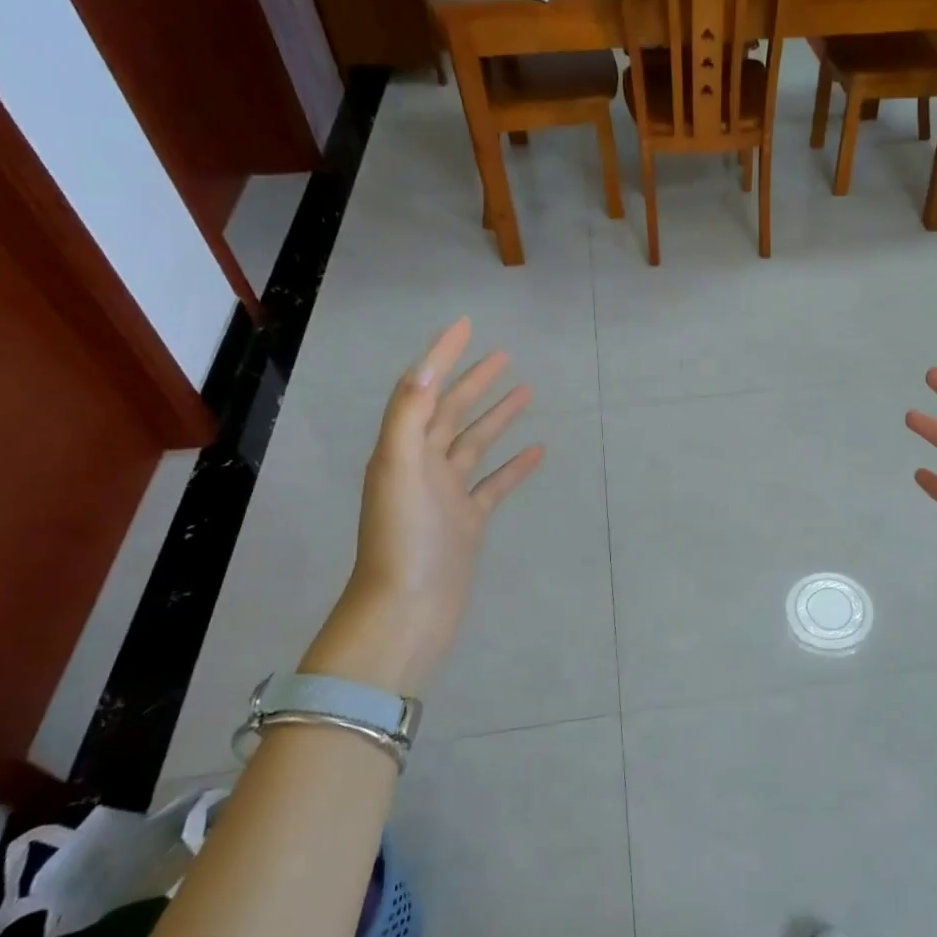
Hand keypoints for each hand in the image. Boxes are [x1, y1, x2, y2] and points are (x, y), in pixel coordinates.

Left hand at [302, 318, 543, 694]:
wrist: (407, 611)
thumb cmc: (403, 539)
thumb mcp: (399, 469)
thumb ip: (409, 415)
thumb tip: (426, 365)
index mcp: (403, 449)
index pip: (423, 390)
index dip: (443, 356)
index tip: (467, 325)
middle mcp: (423, 466)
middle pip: (451, 412)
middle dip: (475, 381)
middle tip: (505, 355)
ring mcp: (448, 495)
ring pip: (477, 445)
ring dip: (498, 417)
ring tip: (527, 392)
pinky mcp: (468, 523)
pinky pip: (495, 485)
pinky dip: (515, 466)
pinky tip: (537, 451)